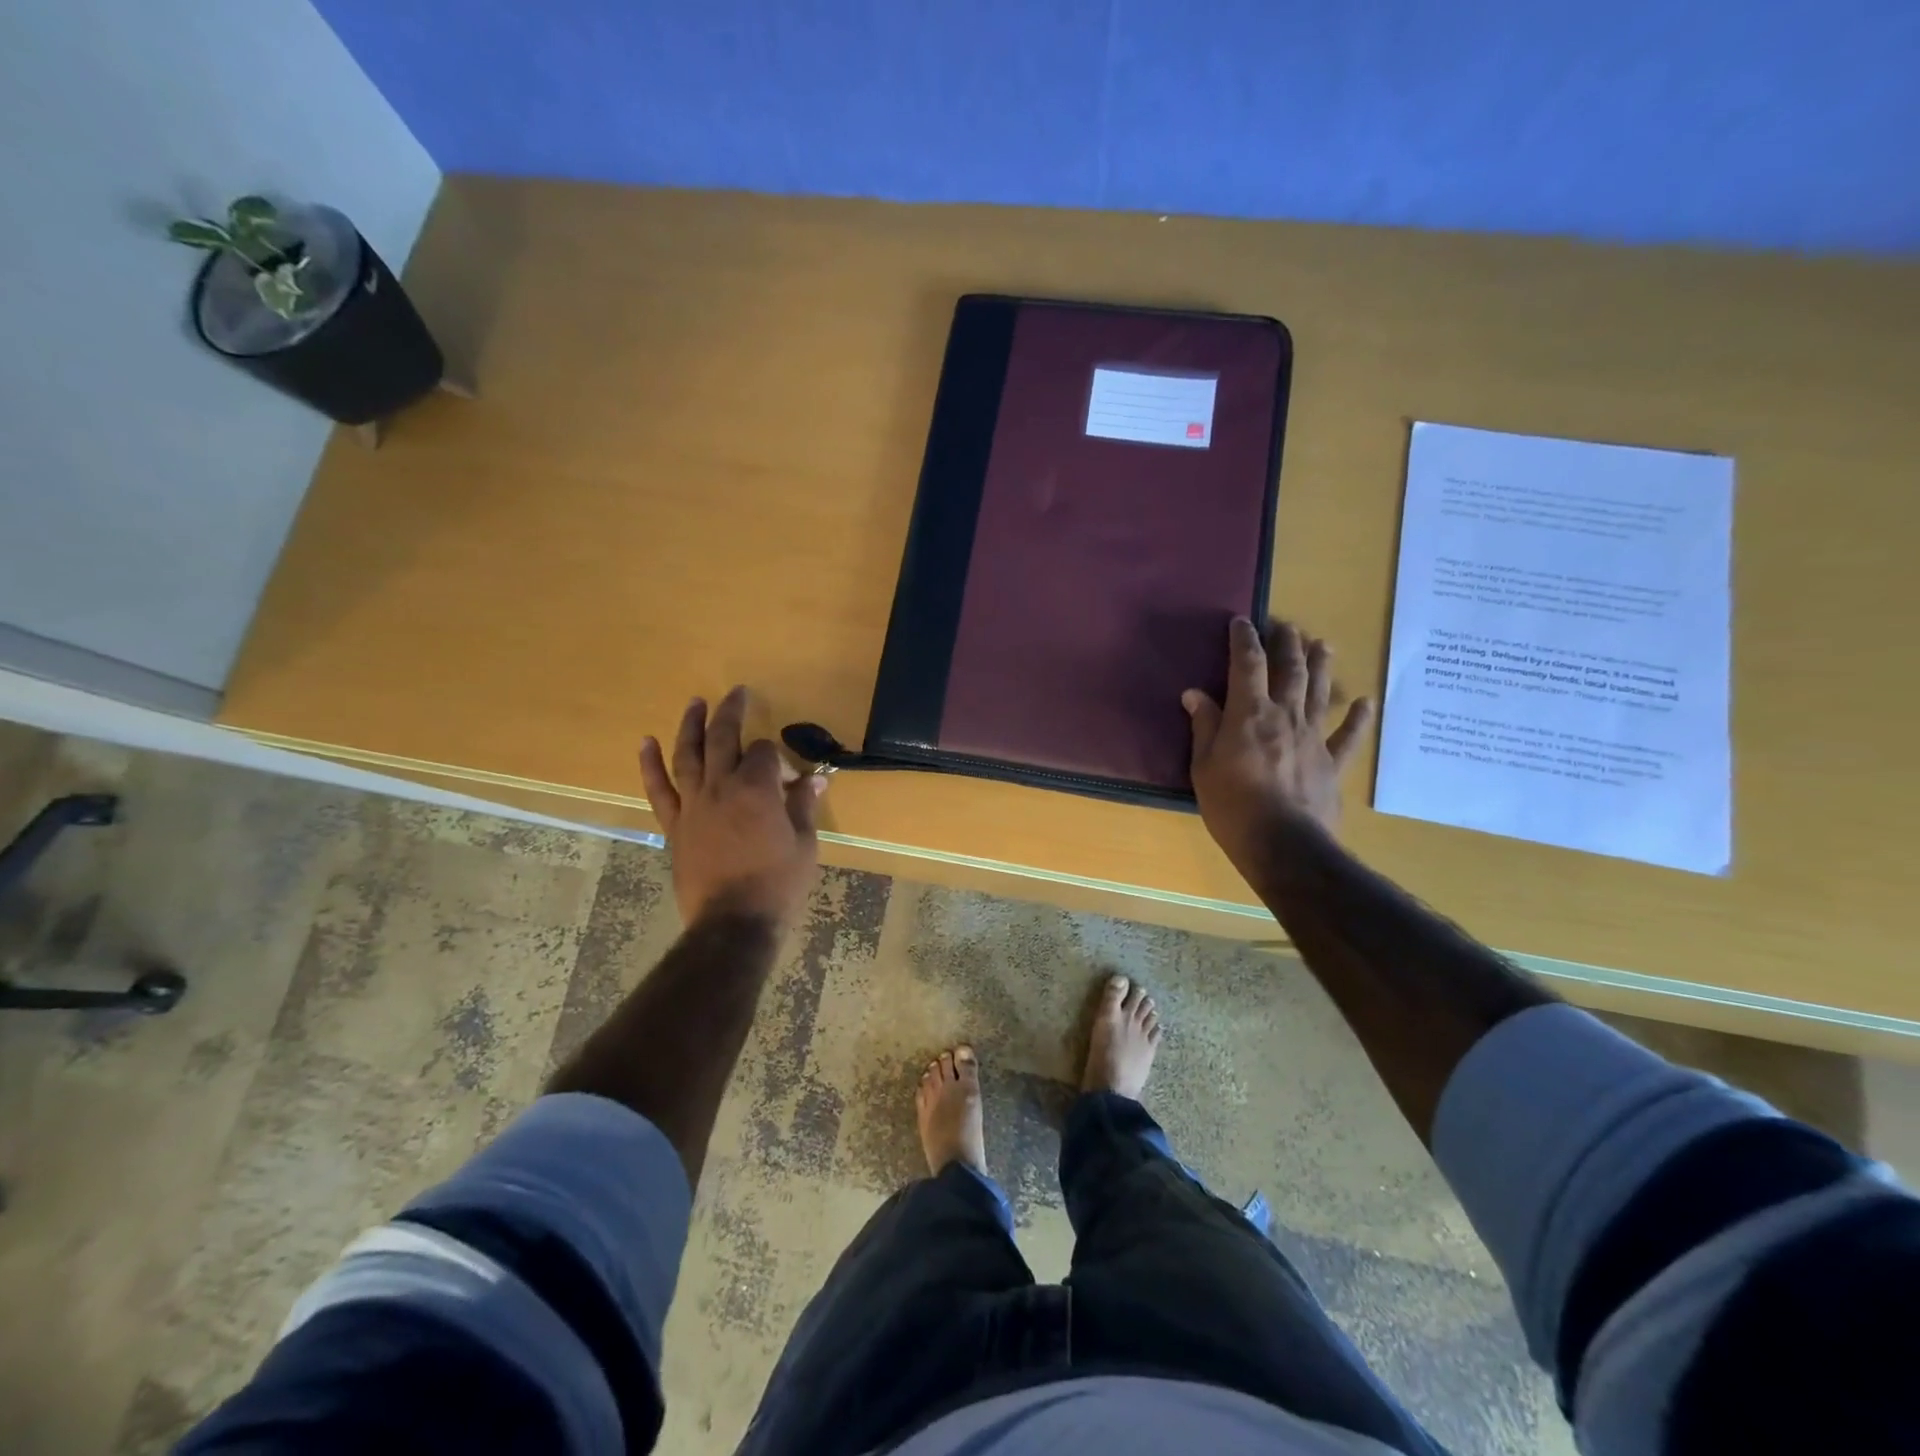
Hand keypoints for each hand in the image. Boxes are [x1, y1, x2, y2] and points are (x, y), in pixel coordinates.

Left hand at [639, 686, 826, 929]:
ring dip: (691, 726)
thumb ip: (804, 808)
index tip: (791, 778)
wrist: (733, 923)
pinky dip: (650, 765)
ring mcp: (693, 805)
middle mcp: (721, 787)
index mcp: (758, 789)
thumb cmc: (777, 885)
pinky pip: (659, 789)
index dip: (780, 758)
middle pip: (724, 739)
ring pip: (688, 755)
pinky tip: (646, 743)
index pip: (766, 753)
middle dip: (731, 713)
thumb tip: (815, 781)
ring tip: (695, 703)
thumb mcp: (804, 845)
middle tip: (736, 692)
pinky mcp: (674, 826)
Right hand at [1183, 618, 1373, 881]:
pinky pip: (1348, 736)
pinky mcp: (1332, 763)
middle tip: (1286, 624)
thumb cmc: (1232, 805)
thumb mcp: (1203, 766)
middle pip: (1289, 670)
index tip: (1241, 621)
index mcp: (1250, 714)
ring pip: (1319, 692)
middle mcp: (1285, 715)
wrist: (1283, 844)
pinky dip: (1359, 718)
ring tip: (1322, 644)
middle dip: (1286, 643)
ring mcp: (1313, 737)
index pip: (1247, 665)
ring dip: (1321, 665)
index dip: (1243, 639)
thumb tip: (1195, 693)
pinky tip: (1366, 703)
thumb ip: (1204, 726)